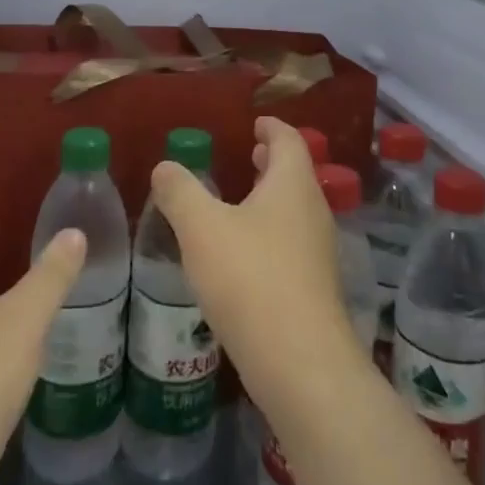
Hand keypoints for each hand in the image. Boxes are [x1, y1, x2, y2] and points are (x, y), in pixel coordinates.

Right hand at [148, 118, 364, 417]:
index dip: (272, 127)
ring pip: (294, 210)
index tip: (256, 123)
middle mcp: (313, 210)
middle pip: (295, 174)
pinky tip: (243, 252)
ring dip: (270, 198)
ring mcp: (318, 251)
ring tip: (239, 200)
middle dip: (271, 162)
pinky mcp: (313, 287)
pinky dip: (270, 231)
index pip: (288, 140)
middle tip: (248, 154)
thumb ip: (180, 192)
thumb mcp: (201, 228)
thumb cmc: (250, 278)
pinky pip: (292, 242)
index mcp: (292, 185)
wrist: (299, 361)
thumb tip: (165, 167)